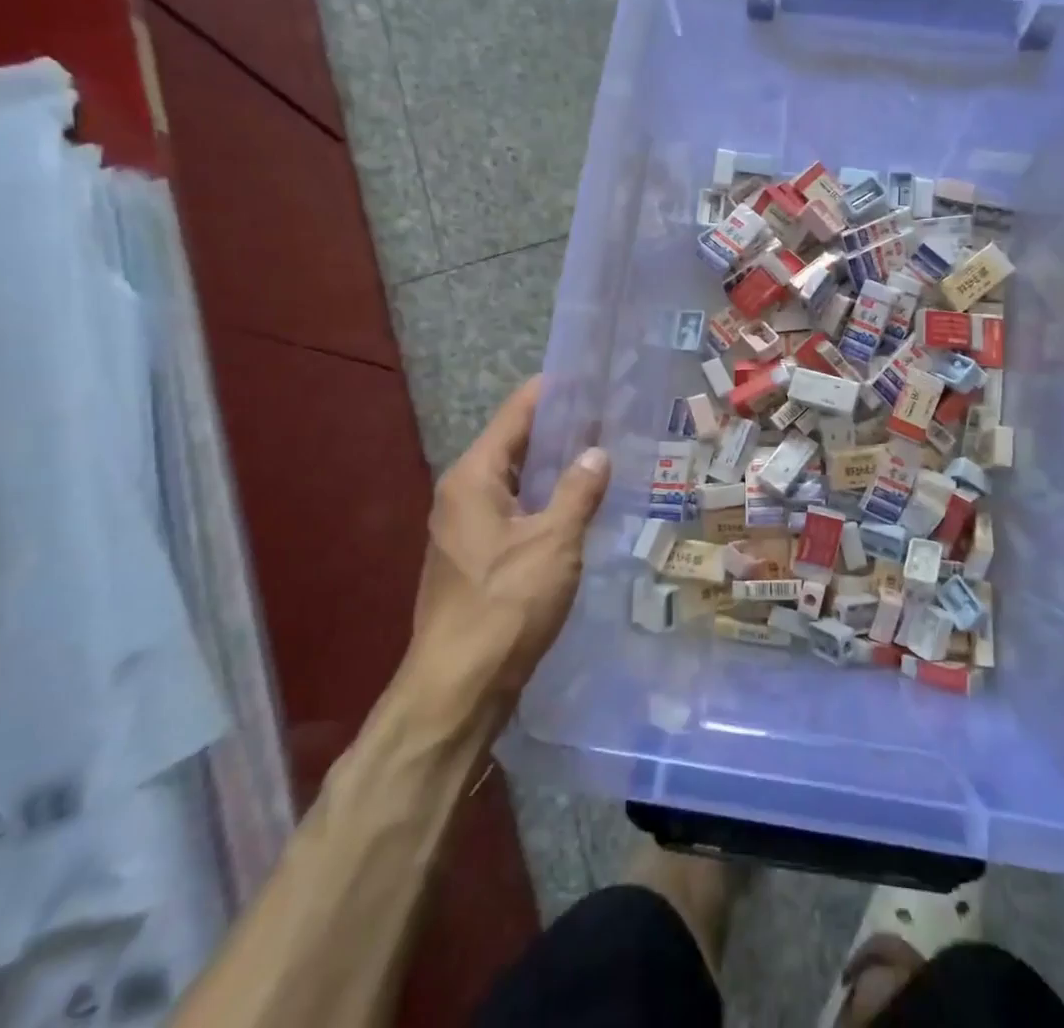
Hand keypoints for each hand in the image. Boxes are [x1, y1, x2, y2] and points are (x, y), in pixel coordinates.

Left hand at [406, 377, 608, 711]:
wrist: (457, 688)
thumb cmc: (505, 605)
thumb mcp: (554, 542)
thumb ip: (577, 491)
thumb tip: (597, 452)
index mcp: (473, 478)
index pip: (515, 415)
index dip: (550, 393)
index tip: (586, 375)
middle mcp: (461, 494)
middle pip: (513, 446)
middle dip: (557, 430)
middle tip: (606, 415)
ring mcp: (463, 529)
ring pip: (515, 482)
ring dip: (552, 468)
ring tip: (600, 453)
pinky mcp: (474, 559)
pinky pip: (514, 512)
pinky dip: (544, 501)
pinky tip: (577, 507)